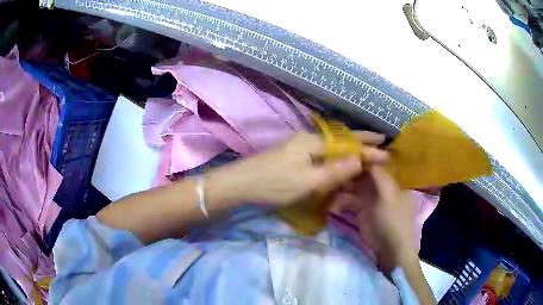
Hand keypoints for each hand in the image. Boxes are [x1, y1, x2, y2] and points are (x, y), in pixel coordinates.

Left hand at [207, 132, 387, 206]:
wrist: (240, 184)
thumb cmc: (274, 183)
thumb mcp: (308, 181)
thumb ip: (335, 171)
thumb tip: (359, 160)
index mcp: (313, 142)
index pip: (347, 142)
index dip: (367, 145)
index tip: (385, 147)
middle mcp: (308, 140)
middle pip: (340, 142)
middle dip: (360, 145)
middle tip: (379, 147)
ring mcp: (299, 148)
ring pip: (331, 149)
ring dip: (348, 153)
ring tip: (366, 157)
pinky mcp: (293, 157)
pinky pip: (321, 157)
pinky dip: (335, 161)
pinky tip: (340, 166)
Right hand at [337, 166, 417, 270]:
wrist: (390, 247)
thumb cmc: (392, 219)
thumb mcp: (388, 195)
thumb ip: (379, 176)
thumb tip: (366, 157)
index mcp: (389, 181)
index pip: (373, 165)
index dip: (360, 160)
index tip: (343, 154)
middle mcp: (379, 188)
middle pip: (361, 176)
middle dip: (347, 173)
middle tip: (331, 170)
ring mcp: (369, 200)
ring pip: (353, 188)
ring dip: (341, 187)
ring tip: (327, 186)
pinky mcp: (360, 212)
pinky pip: (349, 202)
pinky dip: (340, 201)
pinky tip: (331, 202)